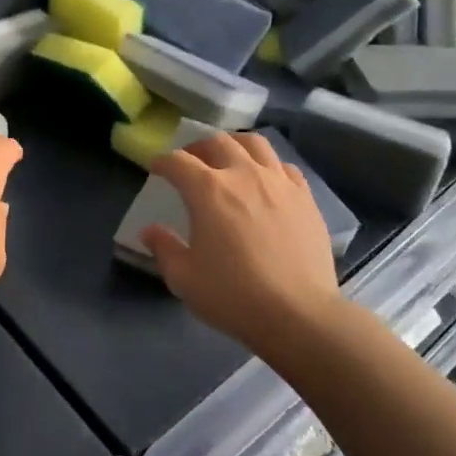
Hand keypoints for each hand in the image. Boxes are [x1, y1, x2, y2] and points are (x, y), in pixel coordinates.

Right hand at [144, 132, 344, 350]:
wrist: (298, 314)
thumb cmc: (234, 296)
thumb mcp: (184, 278)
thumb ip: (164, 248)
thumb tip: (150, 231)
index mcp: (208, 190)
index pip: (178, 162)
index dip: (163, 162)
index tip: (156, 169)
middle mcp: (243, 174)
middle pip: (217, 142)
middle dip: (198, 147)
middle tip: (191, 161)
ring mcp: (279, 182)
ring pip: (255, 144)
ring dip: (235, 145)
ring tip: (229, 158)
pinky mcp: (305, 197)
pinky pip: (284, 166)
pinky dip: (269, 165)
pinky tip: (266, 180)